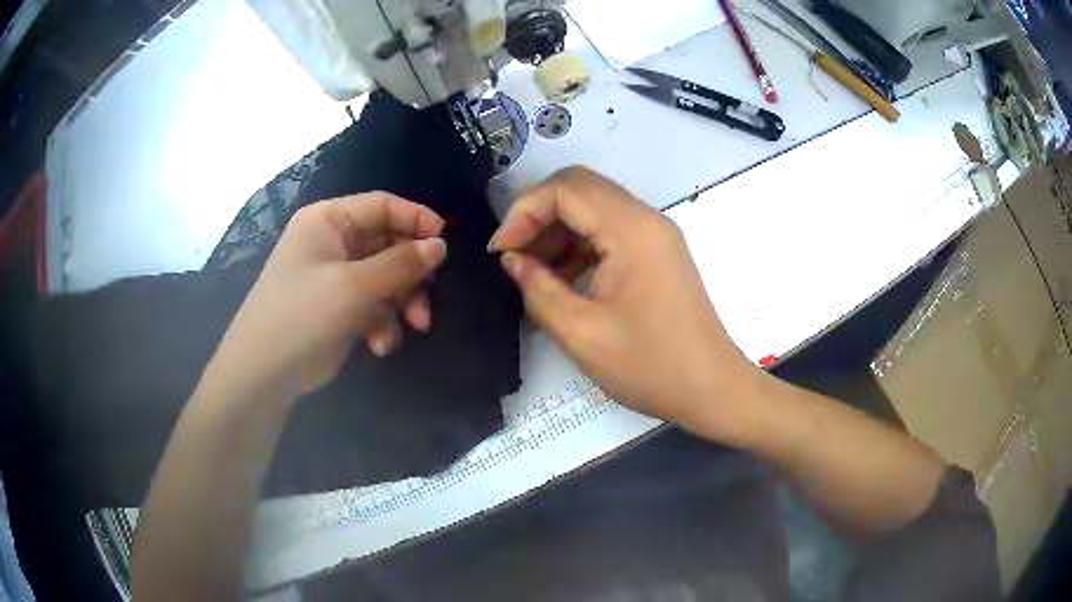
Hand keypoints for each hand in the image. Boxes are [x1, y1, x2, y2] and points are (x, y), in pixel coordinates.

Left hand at [209, 193, 446, 395]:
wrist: (264, 373)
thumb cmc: (303, 315)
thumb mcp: (353, 287)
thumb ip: (400, 264)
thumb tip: (440, 246)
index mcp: (329, 221)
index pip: (382, 205)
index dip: (416, 220)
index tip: (445, 245)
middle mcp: (332, 242)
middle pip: (388, 243)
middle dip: (411, 273)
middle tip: (429, 298)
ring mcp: (334, 277)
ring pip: (385, 277)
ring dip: (403, 302)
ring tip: (415, 327)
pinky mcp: (338, 308)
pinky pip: (373, 304)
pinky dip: (383, 322)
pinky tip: (380, 345)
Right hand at [489, 167, 754, 431]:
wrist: (711, 388)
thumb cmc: (650, 366)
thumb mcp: (582, 334)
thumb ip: (538, 289)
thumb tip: (513, 261)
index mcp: (631, 231)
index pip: (566, 188)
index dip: (524, 211)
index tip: (501, 252)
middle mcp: (646, 219)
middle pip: (579, 188)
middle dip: (537, 216)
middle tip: (513, 257)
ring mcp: (655, 234)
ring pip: (593, 208)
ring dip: (557, 231)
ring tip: (532, 273)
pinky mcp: (658, 251)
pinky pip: (609, 230)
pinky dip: (579, 245)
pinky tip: (561, 279)